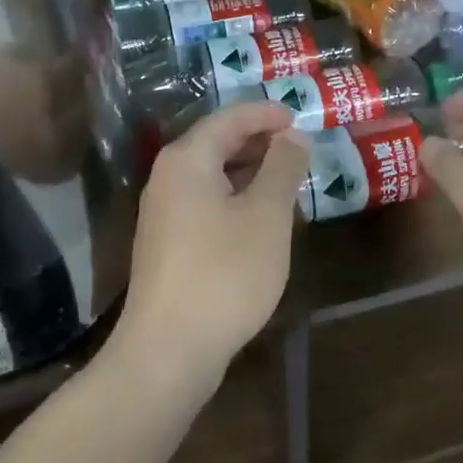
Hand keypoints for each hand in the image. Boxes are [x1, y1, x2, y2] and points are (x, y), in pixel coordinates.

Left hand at [113, 101, 309, 390]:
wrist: (168, 349)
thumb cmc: (224, 272)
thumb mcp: (266, 215)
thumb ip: (282, 168)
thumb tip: (292, 135)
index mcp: (187, 159)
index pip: (229, 118)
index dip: (266, 113)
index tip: (299, 115)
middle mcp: (167, 177)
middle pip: (216, 143)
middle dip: (259, 140)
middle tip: (299, 146)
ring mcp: (163, 212)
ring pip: (211, 175)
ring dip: (249, 171)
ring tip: (288, 179)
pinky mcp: (167, 243)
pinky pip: (205, 202)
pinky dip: (235, 198)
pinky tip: (261, 218)